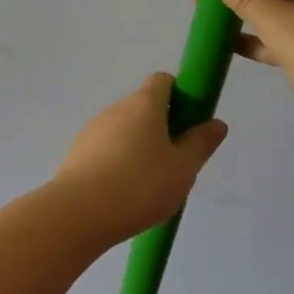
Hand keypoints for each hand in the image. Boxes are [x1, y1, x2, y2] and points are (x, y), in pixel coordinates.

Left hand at [51, 74, 227, 245]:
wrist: (80, 211)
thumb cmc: (141, 184)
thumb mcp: (183, 168)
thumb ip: (200, 143)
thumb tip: (216, 123)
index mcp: (143, 104)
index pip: (162, 81)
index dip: (180, 96)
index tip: (190, 124)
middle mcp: (114, 109)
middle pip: (143, 107)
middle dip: (161, 128)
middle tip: (175, 163)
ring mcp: (92, 130)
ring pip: (123, 131)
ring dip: (138, 148)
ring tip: (150, 186)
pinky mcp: (77, 154)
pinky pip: (105, 151)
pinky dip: (118, 164)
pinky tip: (124, 194)